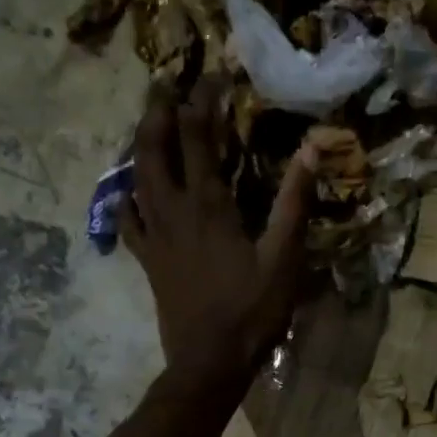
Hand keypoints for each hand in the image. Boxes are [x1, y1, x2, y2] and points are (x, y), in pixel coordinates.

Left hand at [123, 75, 315, 401]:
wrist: (209, 361)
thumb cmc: (252, 311)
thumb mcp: (284, 258)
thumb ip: (294, 202)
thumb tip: (311, 149)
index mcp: (208, 205)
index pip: (199, 138)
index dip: (203, 101)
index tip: (211, 75)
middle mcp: (173, 211)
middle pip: (153, 148)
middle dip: (156, 111)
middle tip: (162, 84)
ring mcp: (154, 236)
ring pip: (135, 178)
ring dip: (138, 145)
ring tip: (144, 125)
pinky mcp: (147, 260)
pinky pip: (127, 220)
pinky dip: (125, 197)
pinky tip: (128, 190)